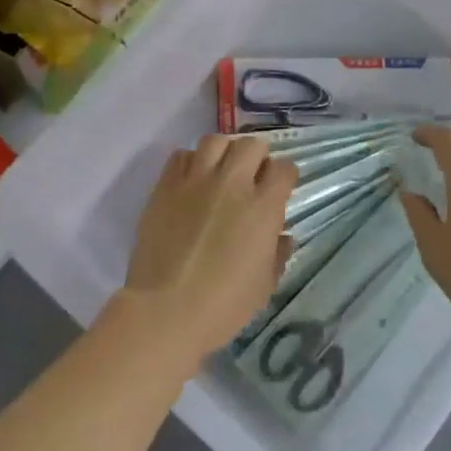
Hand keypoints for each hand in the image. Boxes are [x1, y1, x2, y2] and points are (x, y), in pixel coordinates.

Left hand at [110, 136, 297, 366]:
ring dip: (223, 153)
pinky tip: (192, 182)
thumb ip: (276, 253)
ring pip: (214, 141)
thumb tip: (281, 235)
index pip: (284, 169)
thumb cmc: (223, 305)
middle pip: (251, 144)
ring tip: (221, 172)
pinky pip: (180, 156)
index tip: (280, 188)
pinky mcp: (165, 186)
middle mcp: (231, 184)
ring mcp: (195, 181)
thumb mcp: (264, 285)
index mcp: (262, 207)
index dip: (284, 177)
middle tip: (252, 177)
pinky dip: (191, 163)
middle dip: (257, 157)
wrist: (166, 310)